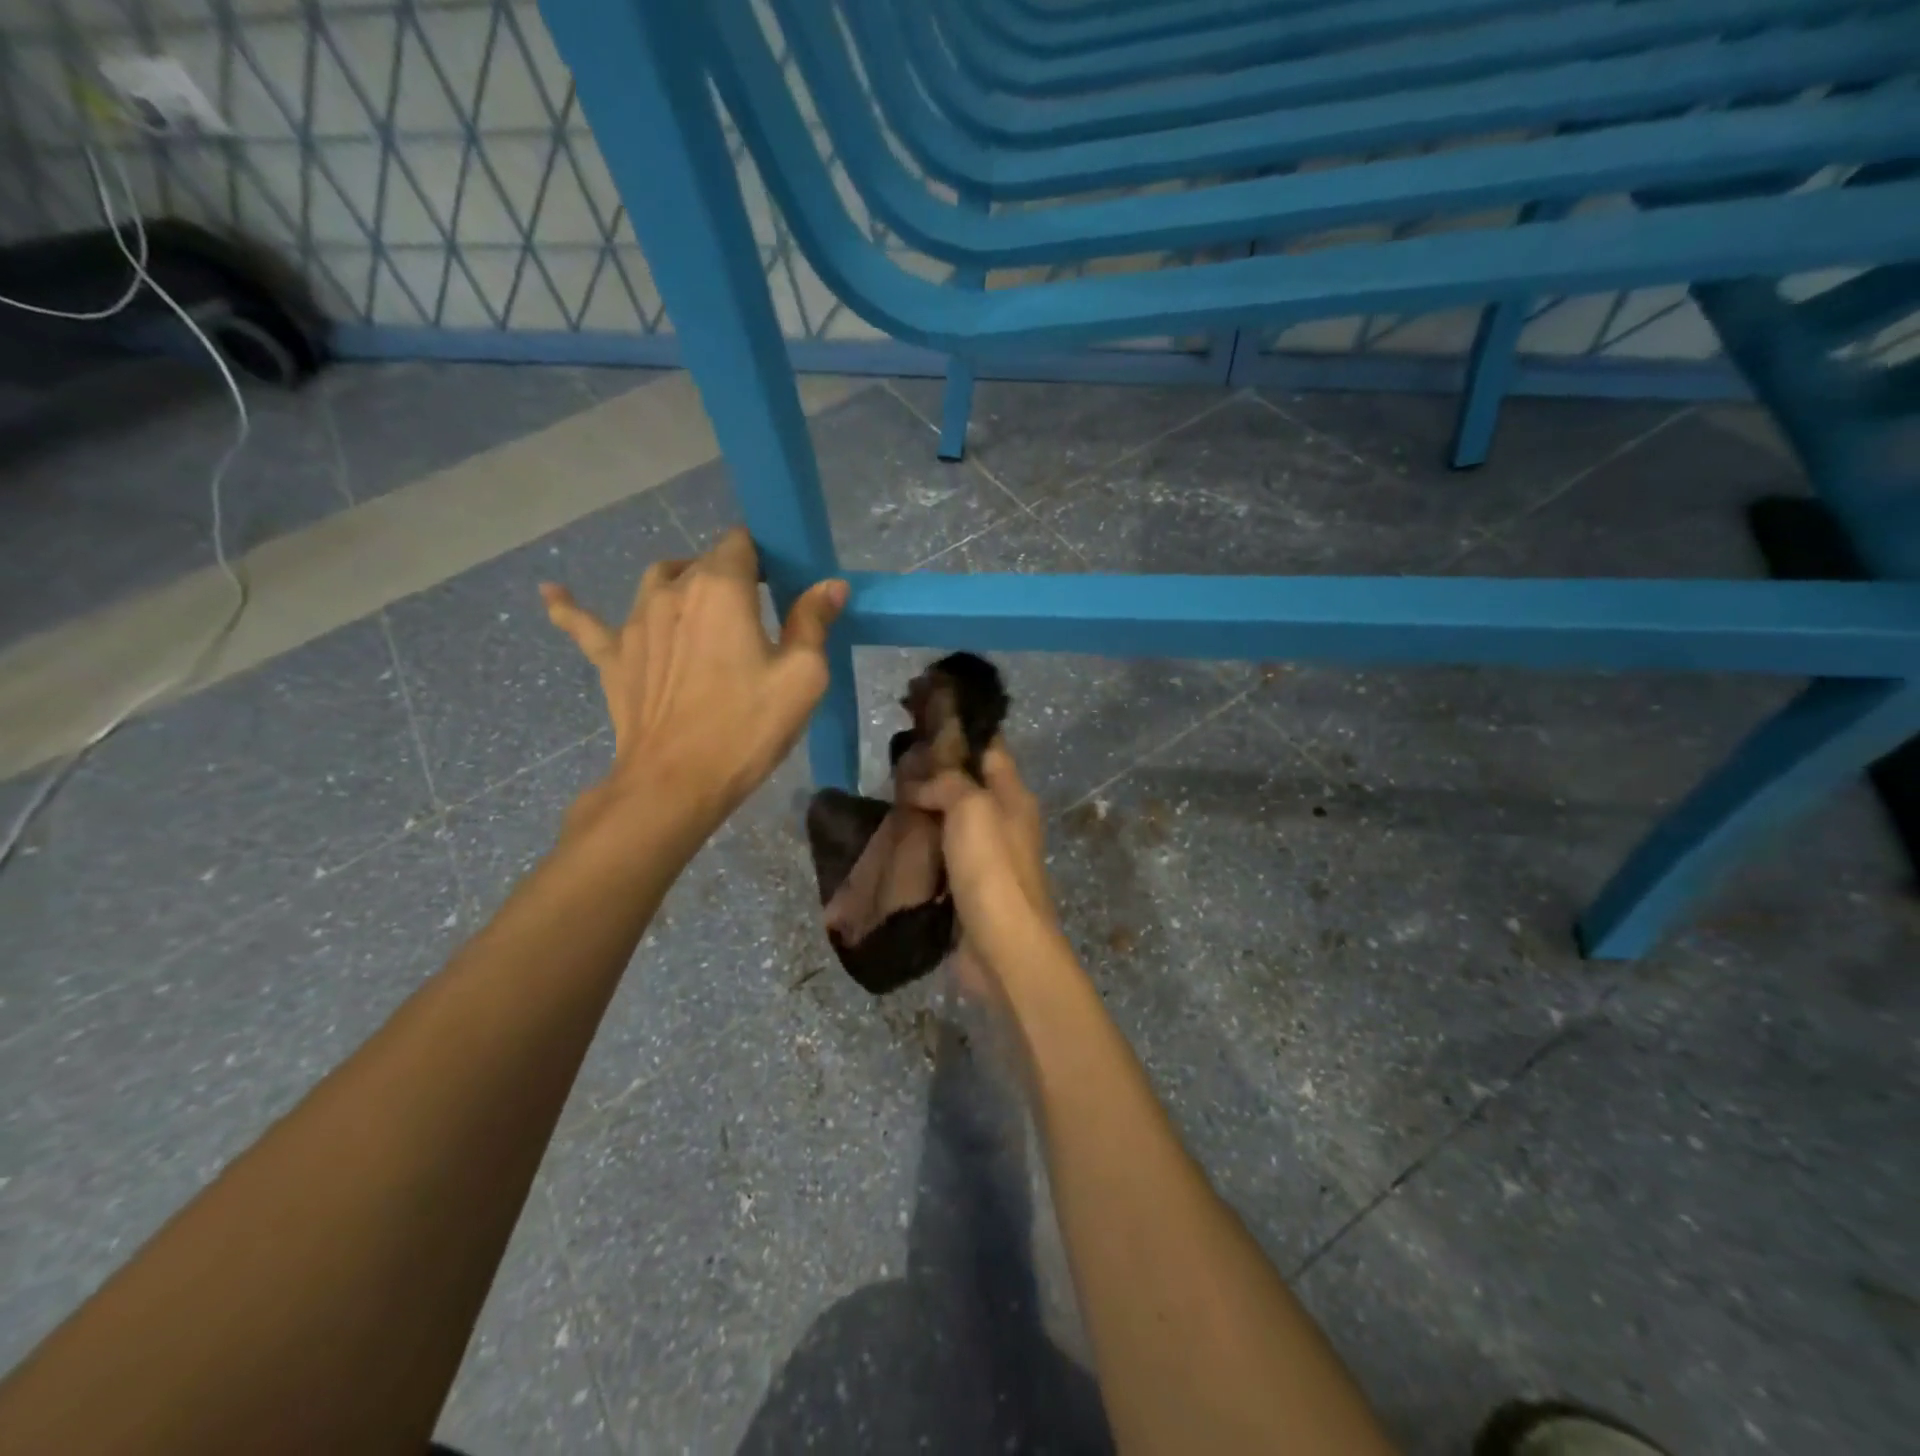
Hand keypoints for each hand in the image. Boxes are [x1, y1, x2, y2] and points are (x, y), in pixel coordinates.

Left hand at [541, 527, 846, 836]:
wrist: (675, 783)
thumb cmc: (746, 727)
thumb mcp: (802, 677)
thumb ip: (813, 621)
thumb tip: (830, 584)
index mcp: (720, 588)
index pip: (740, 543)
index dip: (764, 558)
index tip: (782, 585)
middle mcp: (671, 590)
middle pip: (702, 562)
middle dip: (730, 576)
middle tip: (756, 615)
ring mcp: (633, 621)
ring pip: (657, 581)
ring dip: (682, 585)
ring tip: (704, 611)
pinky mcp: (611, 656)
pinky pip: (584, 623)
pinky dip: (571, 607)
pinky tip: (549, 592)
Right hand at [906, 742, 1058, 976]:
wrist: (1001, 948)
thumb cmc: (992, 869)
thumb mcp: (972, 808)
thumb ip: (948, 783)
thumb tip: (920, 784)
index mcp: (1014, 797)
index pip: (990, 749)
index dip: (962, 732)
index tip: (925, 719)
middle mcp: (1003, 822)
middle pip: (968, 785)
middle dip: (935, 773)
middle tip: (894, 762)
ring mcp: (986, 857)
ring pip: (951, 821)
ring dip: (924, 810)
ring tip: (886, 795)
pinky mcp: (966, 887)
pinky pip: (940, 855)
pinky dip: (920, 845)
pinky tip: (893, 838)